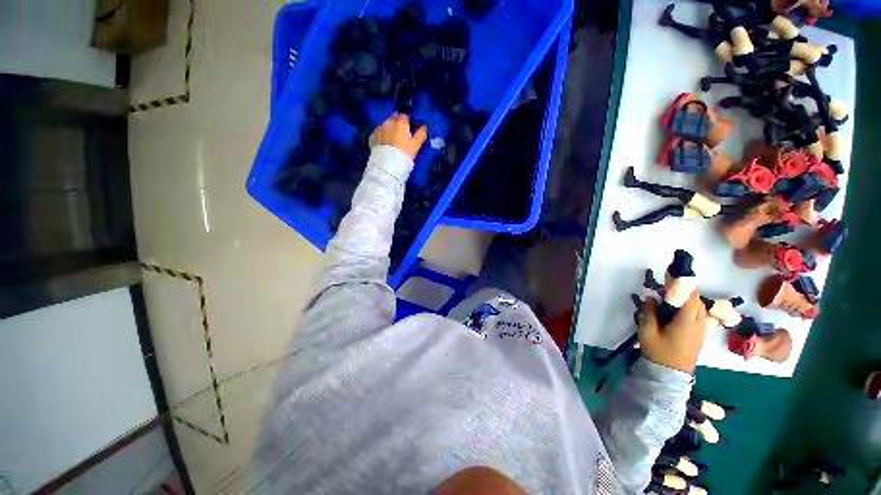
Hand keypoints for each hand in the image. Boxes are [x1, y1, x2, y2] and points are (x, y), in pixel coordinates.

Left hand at [369, 112, 427, 159]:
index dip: (408, 122)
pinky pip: (378, 134)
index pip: (405, 116)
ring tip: (392, 143)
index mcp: (400, 122)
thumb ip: (421, 134)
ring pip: (385, 126)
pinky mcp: (372, 137)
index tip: (410, 129)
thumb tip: (424, 127)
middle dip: (397, 125)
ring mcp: (378, 129)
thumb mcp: (416, 145)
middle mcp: (388, 122)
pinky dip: (381, 137)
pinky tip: (385, 146)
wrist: (388, 165)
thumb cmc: (405, 153)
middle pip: (393, 119)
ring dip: (389, 131)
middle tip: (401, 136)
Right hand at [638, 291, 707, 372]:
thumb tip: (651, 297)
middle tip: (666, 283)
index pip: (691, 296)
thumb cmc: (659, 351)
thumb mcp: (648, 331)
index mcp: (687, 321)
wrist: (671, 374)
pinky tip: (675, 308)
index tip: (673, 272)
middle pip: (696, 299)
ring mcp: (702, 328)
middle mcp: (699, 322)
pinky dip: (689, 306)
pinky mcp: (700, 333)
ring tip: (669, 295)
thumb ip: (650, 312)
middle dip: (684, 289)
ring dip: (686, 297)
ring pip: (698, 306)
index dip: (683, 283)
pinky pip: (698, 314)